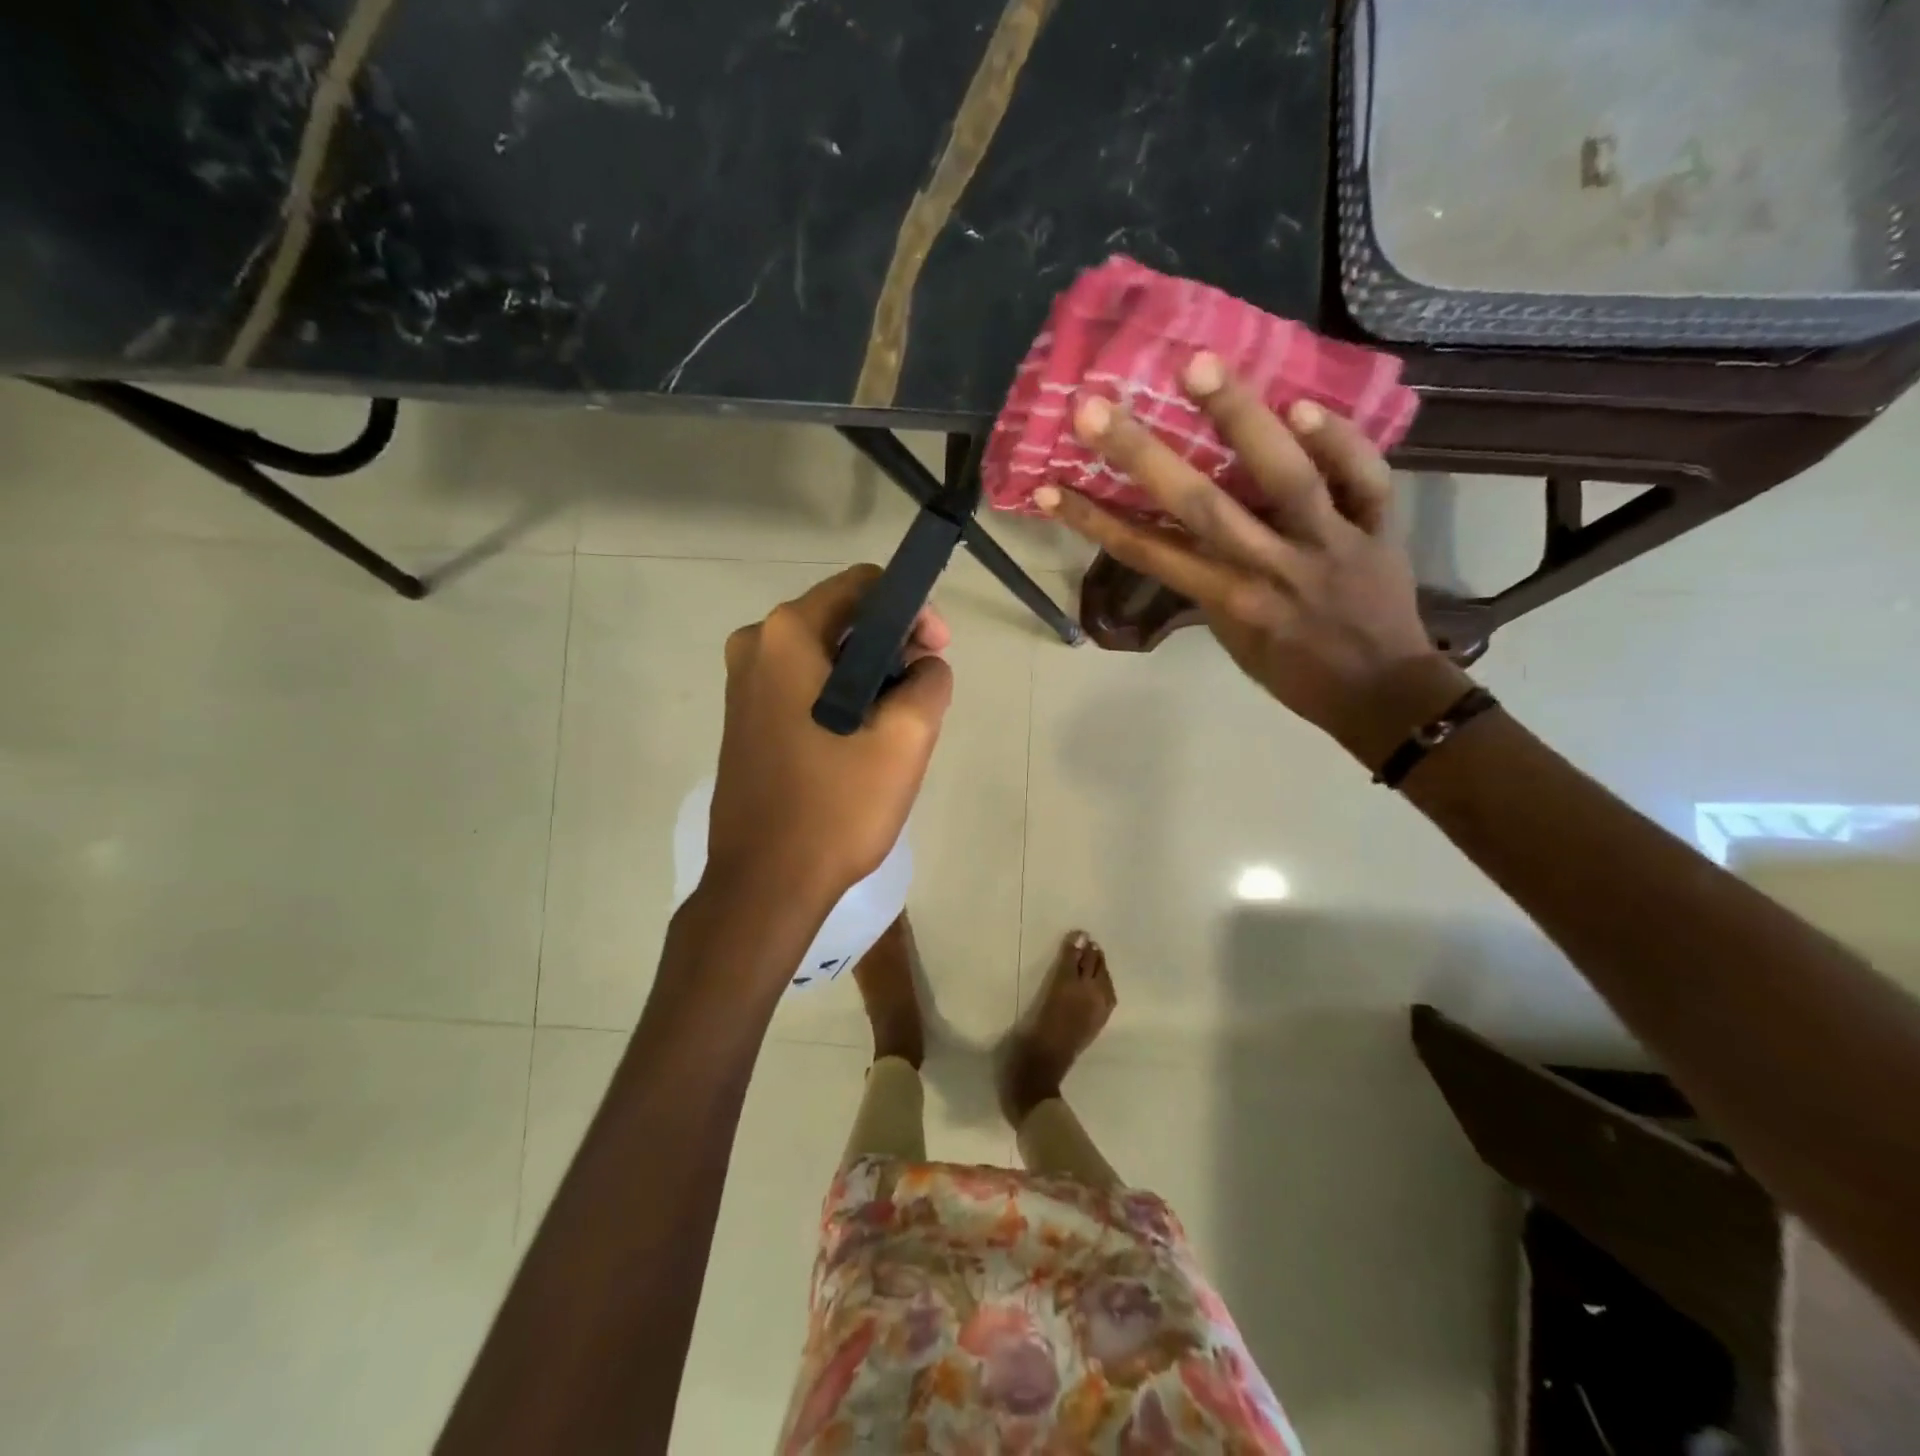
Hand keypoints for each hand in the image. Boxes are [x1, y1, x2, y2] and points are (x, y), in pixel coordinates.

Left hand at [707, 565, 953, 904]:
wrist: (765, 884)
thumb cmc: (835, 807)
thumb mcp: (906, 739)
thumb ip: (930, 682)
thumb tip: (926, 666)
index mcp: (787, 635)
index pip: (864, 586)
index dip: (912, 609)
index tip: (937, 652)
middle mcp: (755, 646)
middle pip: (842, 619)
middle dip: (892, 646)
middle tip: (924, 693)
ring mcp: (742, 685)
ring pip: (825, 656)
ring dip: (870, 676)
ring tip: (899, 724)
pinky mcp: (743, 720)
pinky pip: (804, 686)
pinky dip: (840, 697)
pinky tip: (861, 740)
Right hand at [1036, 352, 1469, 768]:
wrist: (1381, 694)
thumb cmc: (1295, 673)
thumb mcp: (1236, 641)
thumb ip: (1209, 587)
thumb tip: (1180, 536)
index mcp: (1228, 599)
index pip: (1148, 552)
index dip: (1094, 519)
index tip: (1049, 487)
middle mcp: (1270, 566)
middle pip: (1200, 505)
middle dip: (1142, 455)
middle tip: (1095, 407)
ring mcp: (1328, 542)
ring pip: (1284, 476)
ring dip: (1240, 419)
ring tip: (1198, 366)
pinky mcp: (1379, 528)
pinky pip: (1364, 477)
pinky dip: (1339, 440)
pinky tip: (1304, 403)